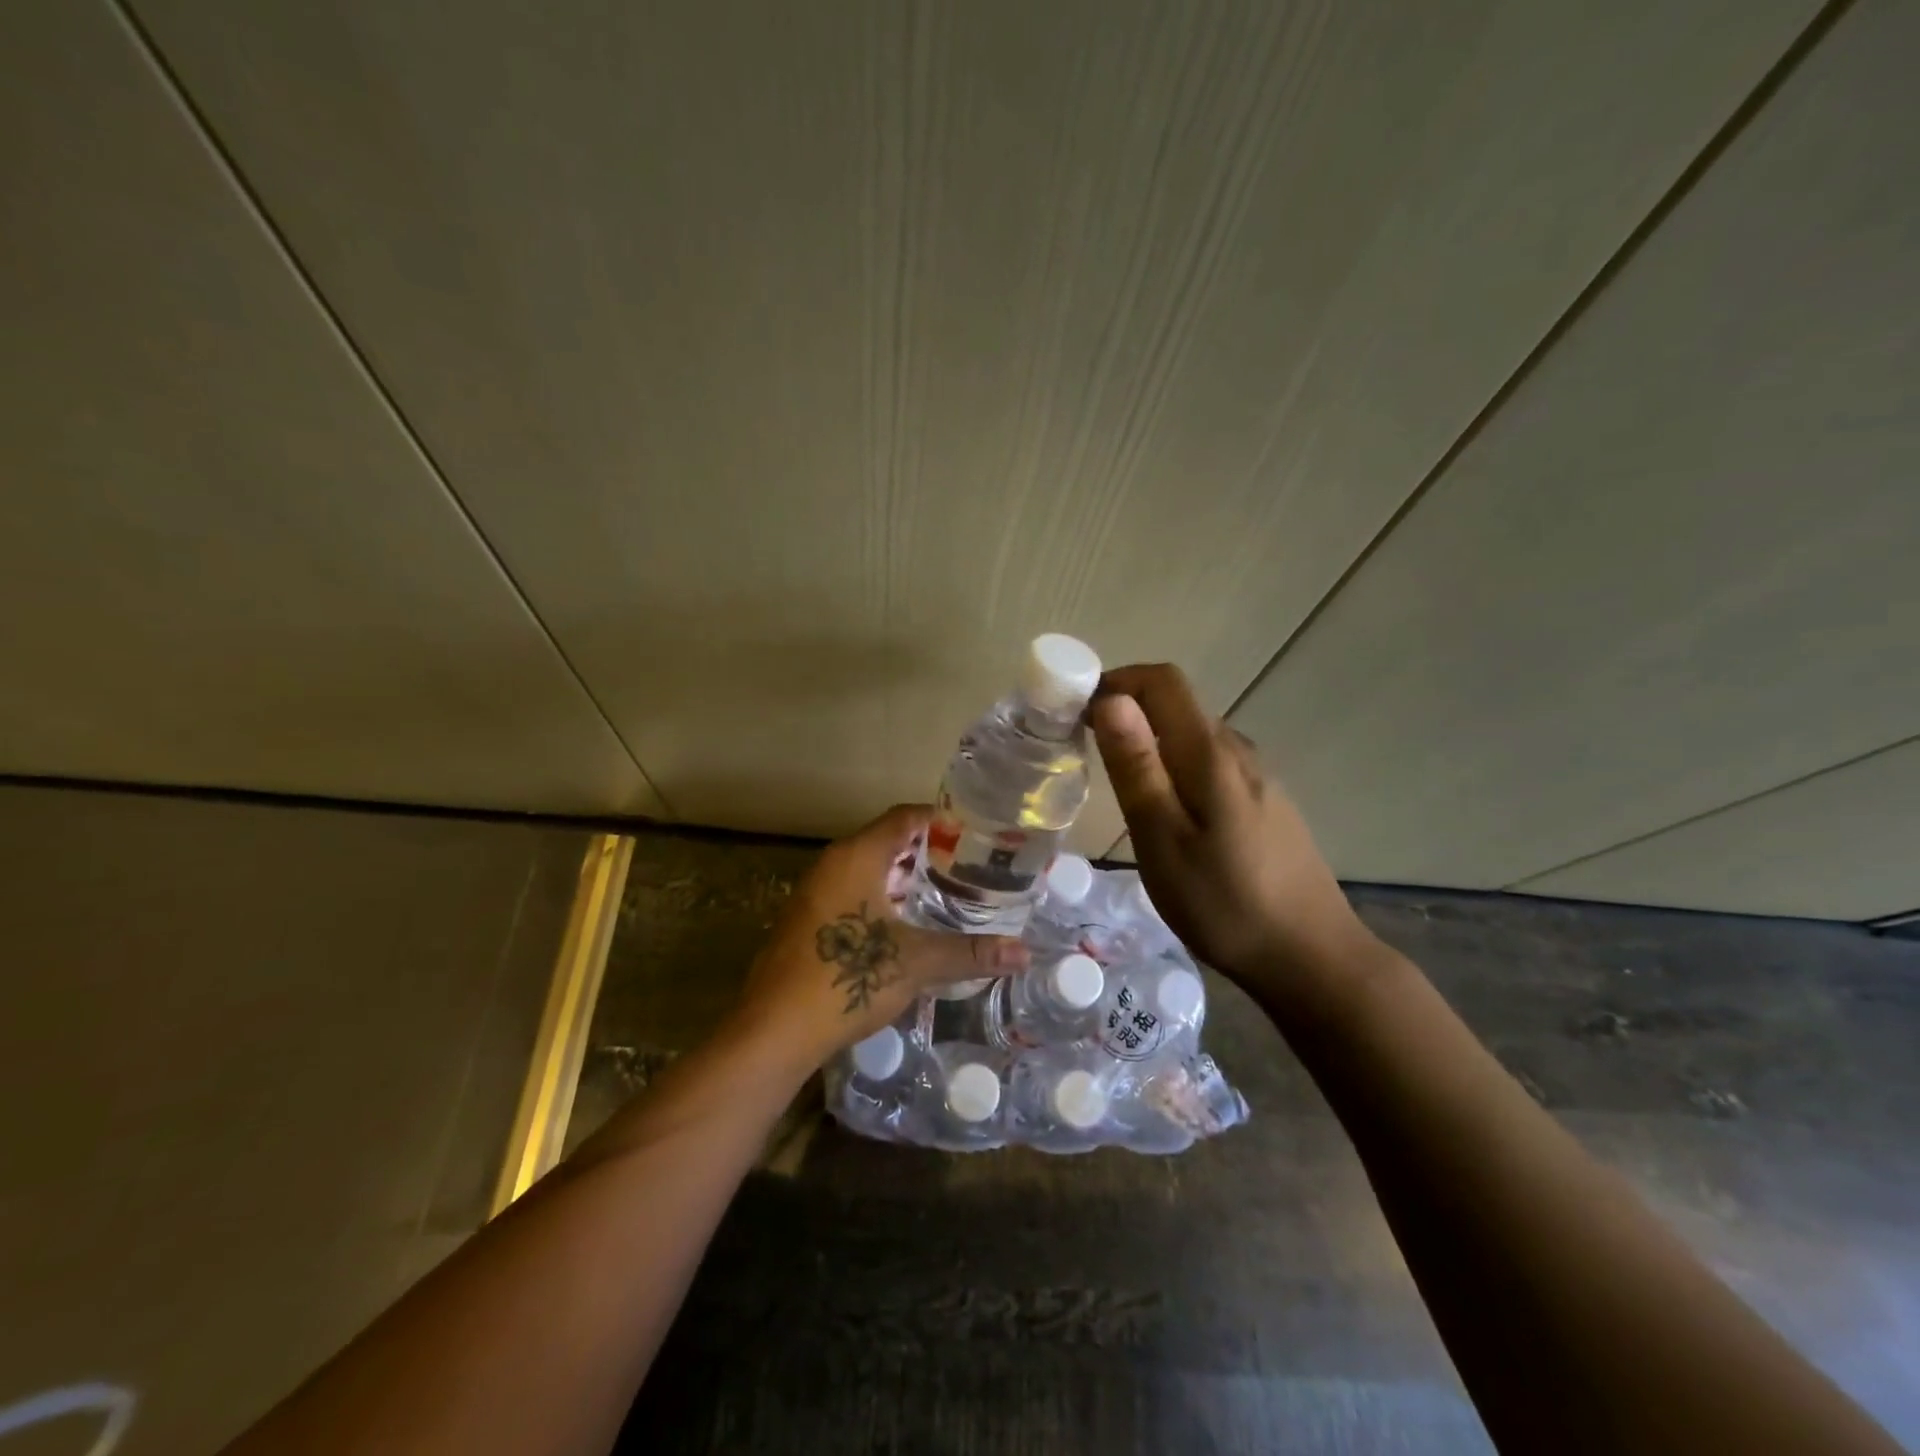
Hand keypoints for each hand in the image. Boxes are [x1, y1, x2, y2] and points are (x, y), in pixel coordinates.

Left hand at [736, 804, 1027, 1066]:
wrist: (774, 1030)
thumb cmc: (846, 978)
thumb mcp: (916, 962)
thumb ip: (970, 952)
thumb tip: (1024, 954)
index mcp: (857, 856)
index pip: (905, 817)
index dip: (942, 819)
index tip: (978, 832)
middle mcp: (833, 864)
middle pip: (888, 841)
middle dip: (929, 851)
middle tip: (972, 865)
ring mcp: (816, 892)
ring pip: (870, 869)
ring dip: (906, 878)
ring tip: (950, 892)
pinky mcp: (809, 921)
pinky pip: (854, 893)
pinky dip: (885, 898)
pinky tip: (910, 925)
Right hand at [1090, 663, 1375, 1007]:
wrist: (1311, 958)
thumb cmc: (1225, 904)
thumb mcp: (1163, 840)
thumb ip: (1137, 767)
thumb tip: (1111, 699)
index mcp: (1210, 753)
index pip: (1162, 681)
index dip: (1116, 682)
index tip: (1076, 715)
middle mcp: (1238, 751)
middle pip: (1177, 705)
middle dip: (1126, 713)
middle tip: (1085, 756)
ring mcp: (1258, 776)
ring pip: (1193, 736)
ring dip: (1150, 743)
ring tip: (1120, 790)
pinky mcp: (1265, 802)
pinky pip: (1210, 764)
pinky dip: (1175, 768)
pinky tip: (1168, 815)